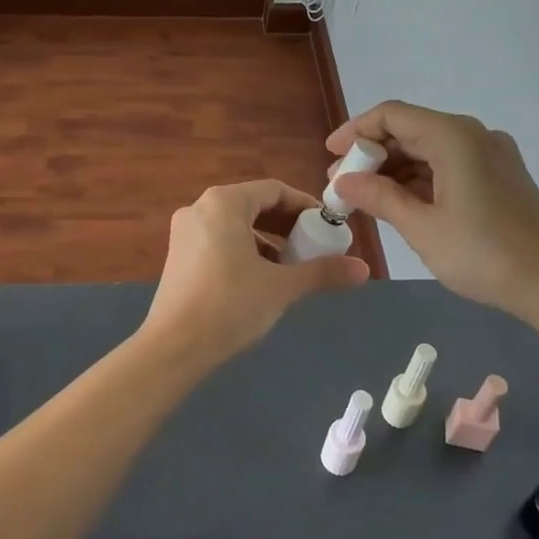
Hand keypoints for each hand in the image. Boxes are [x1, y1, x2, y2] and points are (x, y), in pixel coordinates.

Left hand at [141, 180, 369, 363]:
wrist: (174, 347)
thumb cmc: (230, 305)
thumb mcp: (282, 287)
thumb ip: (322, 272)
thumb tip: (364, 269)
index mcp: (223, 203)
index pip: (273, 190)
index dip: (305, 206)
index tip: (327, 227)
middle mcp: (200, 208)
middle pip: (253, 205)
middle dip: (287, 225)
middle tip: (314, 246)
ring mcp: (184, 232)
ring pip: (236, 225)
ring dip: (267, 240)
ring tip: (291, 267)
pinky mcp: (178, 256)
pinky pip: (219, 241)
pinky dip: (244, 251)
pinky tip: (261, 279)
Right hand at [327, 101, 538, 321]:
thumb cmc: (483, 253)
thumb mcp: (421, 227)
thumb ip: (378, 196)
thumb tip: (342, 181)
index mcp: (454, 137)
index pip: (392, 115)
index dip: (356, 131)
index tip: (330, 156)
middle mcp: (473, 135)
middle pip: (410, 130)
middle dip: (372, 154)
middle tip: (342, 184)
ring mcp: (490, 155)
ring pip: (428, 149)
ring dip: (394, 169)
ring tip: (364, 199)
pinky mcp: (499, 176)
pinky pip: (448, 165)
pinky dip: (420, 179)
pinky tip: (400, 203)